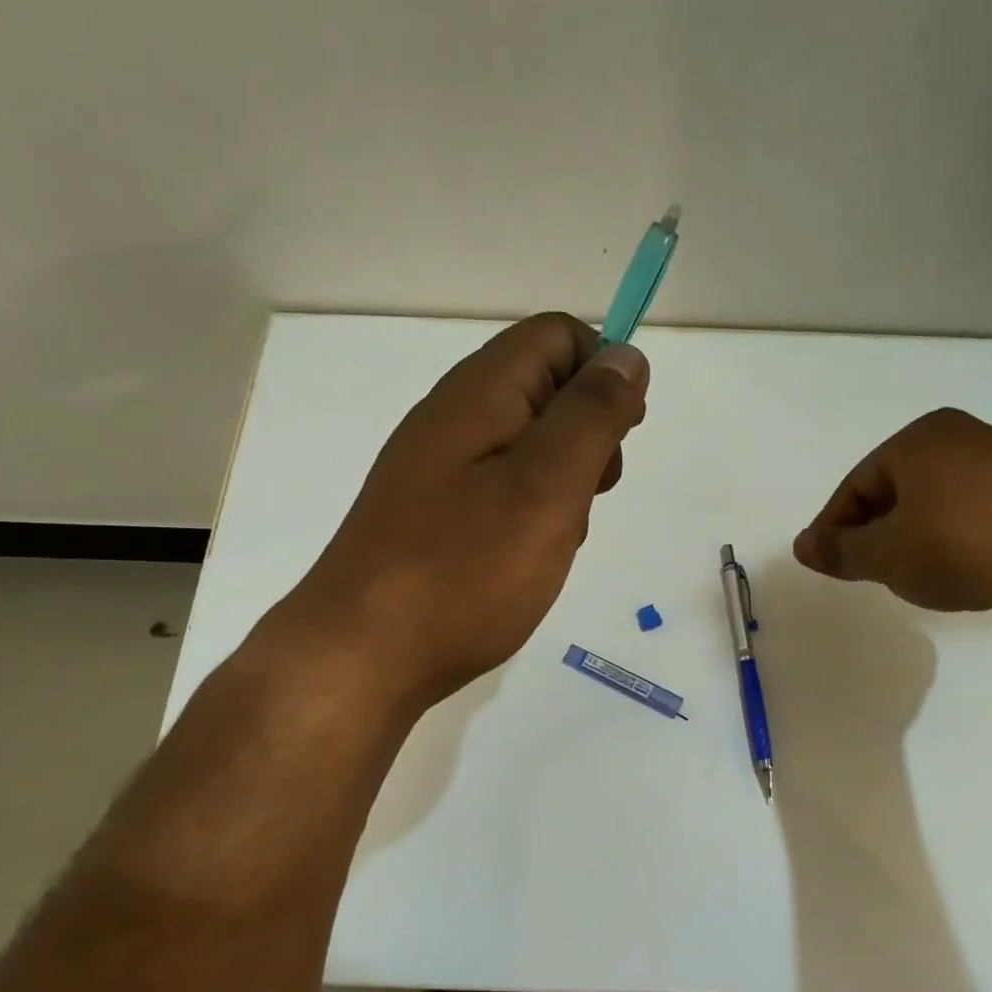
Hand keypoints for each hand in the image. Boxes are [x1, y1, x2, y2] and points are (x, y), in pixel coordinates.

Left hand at [269, 313, 646, 710]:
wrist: (364, 655)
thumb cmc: (464, 570)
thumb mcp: (546, 486)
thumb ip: (592, 416)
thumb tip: (627, 356)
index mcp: (480, 393)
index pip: (558, 336)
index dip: (603, 371)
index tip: (622, 436)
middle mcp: (454, 418)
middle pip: (545, 389)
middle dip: (588, 435)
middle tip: (588, 495)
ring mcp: (440, 468)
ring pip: (529, 446)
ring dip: (563, 483)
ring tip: (556, 539)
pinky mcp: (435, 513)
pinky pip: (502, 489)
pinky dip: (532, 514)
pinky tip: (527, 560)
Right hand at [793, 407, 991, 610]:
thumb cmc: (950, 544)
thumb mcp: (883, 554)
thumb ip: (839, 549)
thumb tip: (800, 546)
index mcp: (921, 438)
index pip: (859, 482)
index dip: (835, 523)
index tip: (825, 558)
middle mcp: (968, 436)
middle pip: (902, 486)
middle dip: (877, 526)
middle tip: (863, 565)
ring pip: (944, 499)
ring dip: (919, 533)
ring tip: (911, 572)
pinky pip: (983, 513)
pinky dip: (960, 537)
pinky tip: (962, 569)